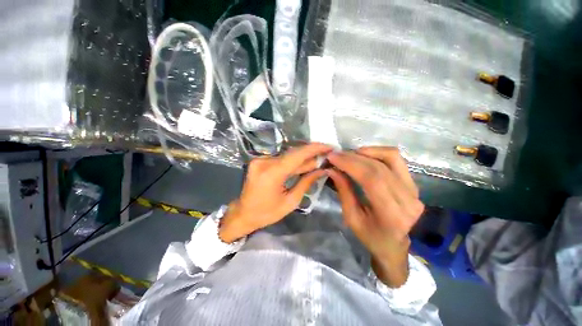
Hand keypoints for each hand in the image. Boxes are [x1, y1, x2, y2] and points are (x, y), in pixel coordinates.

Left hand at [219, 143, 332, 242]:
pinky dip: (292, 161)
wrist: (243, 213)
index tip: (328, 146)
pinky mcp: (259, 160)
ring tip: (317, 160)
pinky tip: (302, 164)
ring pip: (287, 155)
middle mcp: (264, 162)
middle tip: (326, 154)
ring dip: (302, 158)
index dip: (314, 149)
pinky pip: (280, 158)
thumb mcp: (291, 201)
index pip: (296, 155)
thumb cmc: (267, 213)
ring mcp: (259, 159)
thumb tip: (322, 169)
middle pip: (293, 154)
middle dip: (311, 154)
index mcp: (271, 174)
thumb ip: (306, 182)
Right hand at [327, 147, 423, 286]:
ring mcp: (414, 189)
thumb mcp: (351, 218)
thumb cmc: (370, 236)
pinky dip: (378, 152)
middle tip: (337, 154)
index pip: (371, 179)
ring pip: (391, 158)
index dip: (350, 164)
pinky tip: (364, 155)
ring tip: (349, 154)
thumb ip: (344, 191)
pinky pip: (396, 159)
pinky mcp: (413, 183)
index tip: (333, 156)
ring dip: (367, 152)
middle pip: (379, 167)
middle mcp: (408, 200)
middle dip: (353, 157)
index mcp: (391, 215)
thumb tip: (332, 169)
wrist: (394, 244)